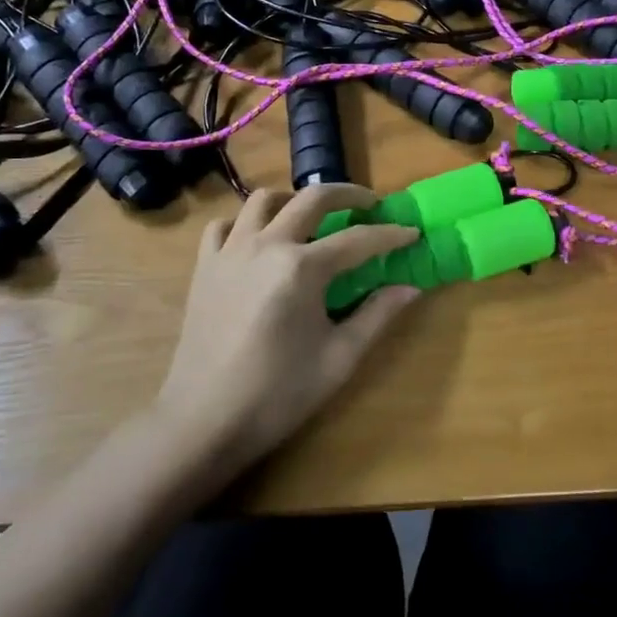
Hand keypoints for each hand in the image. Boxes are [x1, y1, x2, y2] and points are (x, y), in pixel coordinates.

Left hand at [152, 185, 421, 479]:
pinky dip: (246, 222)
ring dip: (294, 200)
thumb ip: (377, 315)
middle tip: (370, 205)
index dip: (390, 235)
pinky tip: (259, 240)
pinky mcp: (205, 265)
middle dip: (348, 195)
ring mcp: (230, 251)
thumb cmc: (278, 394)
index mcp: (302, 268)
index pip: (358, 240)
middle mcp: (266, 245)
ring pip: (263, 200)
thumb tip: (410, 288)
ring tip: (312, 216)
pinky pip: (225, 225)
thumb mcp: (338, 358)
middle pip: (312, 198)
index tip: (412, 232)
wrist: (204, 421)